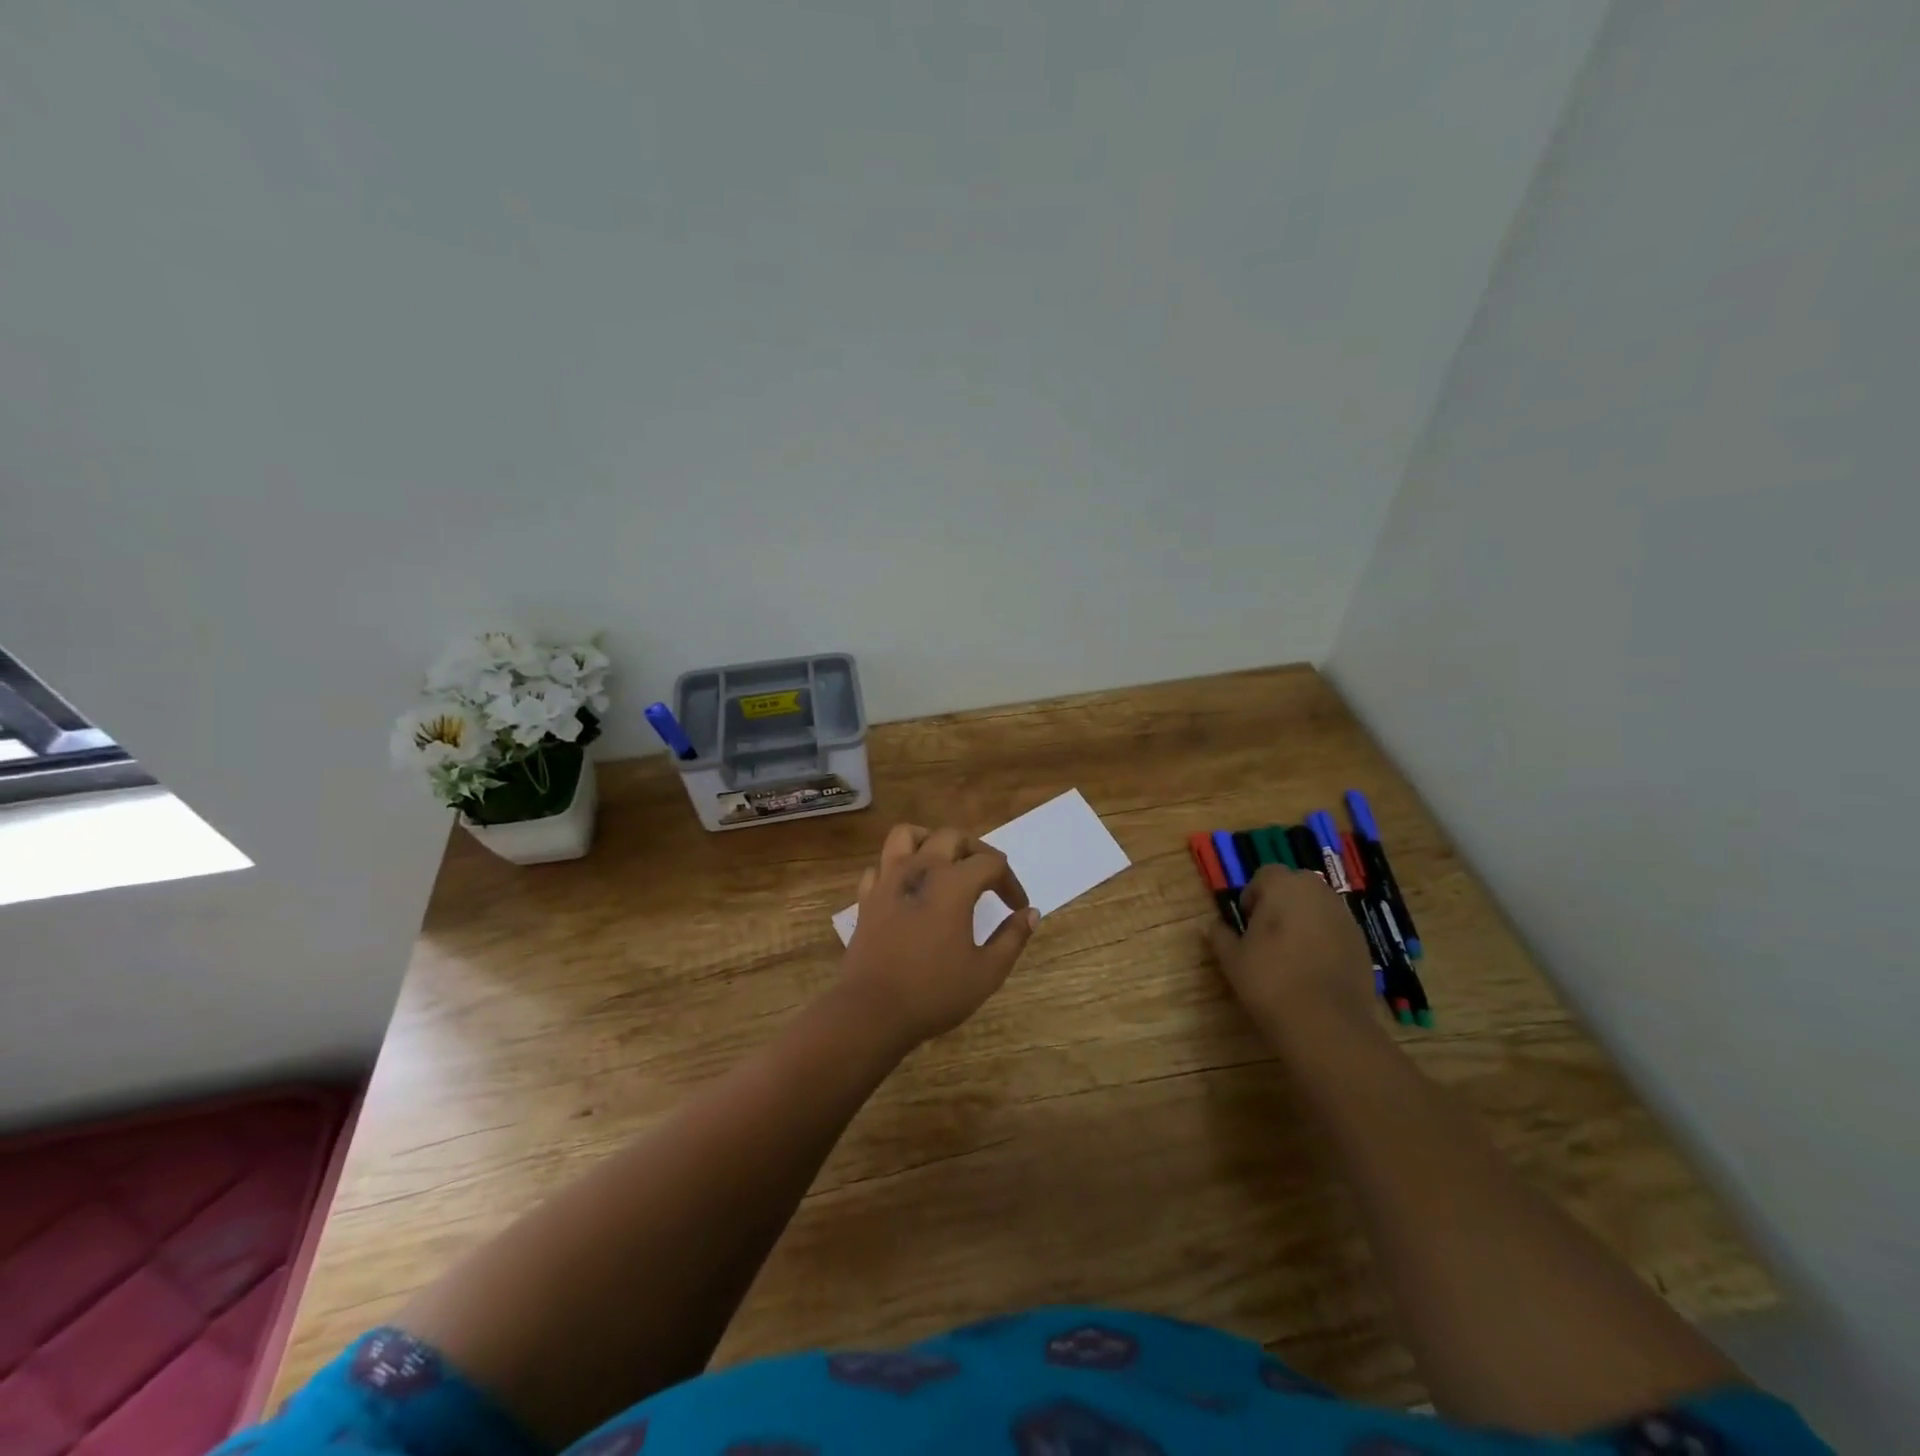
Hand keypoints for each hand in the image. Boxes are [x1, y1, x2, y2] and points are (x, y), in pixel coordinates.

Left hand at [840, 823, 1038, 1045]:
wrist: (871, 1012)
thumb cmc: (934, 992)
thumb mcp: (986, 972)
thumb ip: (1012, 938)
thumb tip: (1030, 913)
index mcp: (953, 883)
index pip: (991, 863)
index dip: (1010, 882)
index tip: (1017, 908)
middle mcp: (920, 869)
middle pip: (951, 837)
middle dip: (976, 851)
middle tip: (988, 877)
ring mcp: (888, 880)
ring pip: (906, 836)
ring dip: (929, 841)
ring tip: (944, 863)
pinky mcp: (866, 898)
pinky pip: (881, 866)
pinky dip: (897, 868)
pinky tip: (908, 889)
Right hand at [1206, 865, 1376, 1042]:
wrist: (1325, 1022)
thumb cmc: (1269, 979)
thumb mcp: (1232, 959)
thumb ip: (1220, 936)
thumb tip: (1212, 926)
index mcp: (1283, 886)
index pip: (1266, 874)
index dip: (1253, 894)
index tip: (1247, 921)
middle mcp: (1318, 893)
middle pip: (1297, 885)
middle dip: (1282, 902)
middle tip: (1267, 933)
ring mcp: (1345, 918)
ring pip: (1319, 907)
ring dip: (1305, 920)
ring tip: (1291, 952)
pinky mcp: (1363, 944)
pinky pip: (1336, 930)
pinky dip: (1325, 940)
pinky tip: (1313, 969)